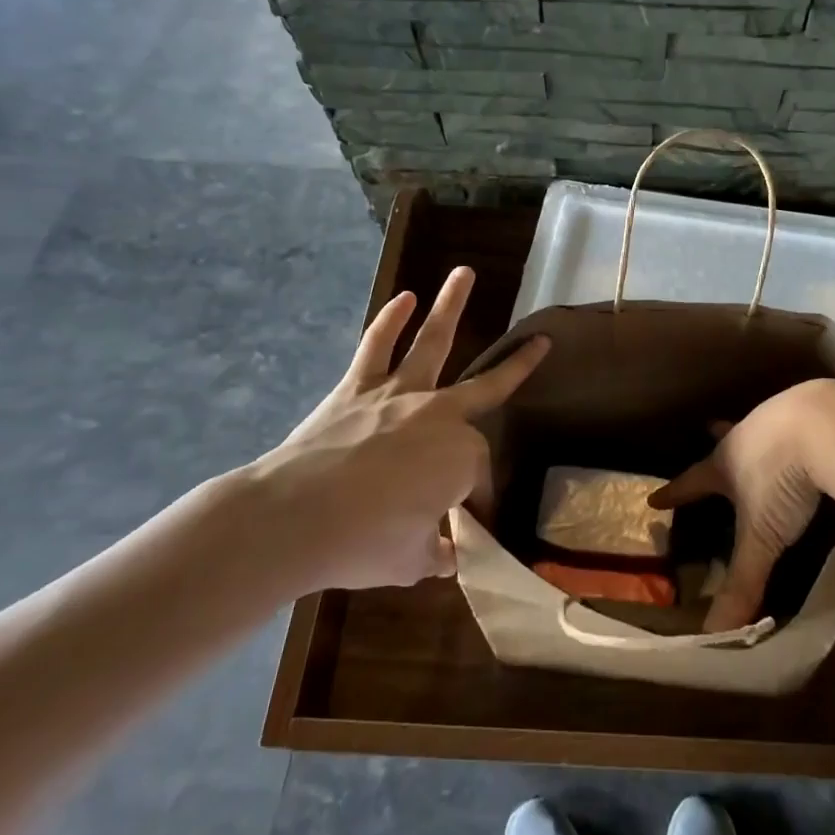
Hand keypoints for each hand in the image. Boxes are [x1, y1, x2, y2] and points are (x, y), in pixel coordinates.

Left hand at [240, 267, 548, 594]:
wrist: (294, 519)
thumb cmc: (362, 543)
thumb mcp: (410, 561)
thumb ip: (435, 552)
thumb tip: (447, 555)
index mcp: (461, 458)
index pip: (479, 477)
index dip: (475, 502)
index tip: (466, 528)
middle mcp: (439, 415)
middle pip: (486, 386)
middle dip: (518, 366)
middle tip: (540, 343)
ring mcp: (398, 394)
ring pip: (432, 342)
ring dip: (450, 306)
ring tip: (464, 273)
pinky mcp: (356, 388)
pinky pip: (376, 346)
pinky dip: (390, 320)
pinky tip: (404, 298)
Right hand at [650, 381, 834, 631]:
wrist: (827, 424)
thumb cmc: (782, 479)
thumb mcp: (762, 536)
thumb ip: (742, 582)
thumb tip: (713, 635)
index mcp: (727, 463)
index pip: (693, 481)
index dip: (676, 493)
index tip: (654, 498)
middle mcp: (748, 435)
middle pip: (725, 439)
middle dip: (717, 439)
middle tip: (708, 428)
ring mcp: (781, 417)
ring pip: (761, 427)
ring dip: (758, 435)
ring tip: (761, 439)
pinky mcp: (815, 412)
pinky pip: (799, 420)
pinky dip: (798, 430)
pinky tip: (811, 438)